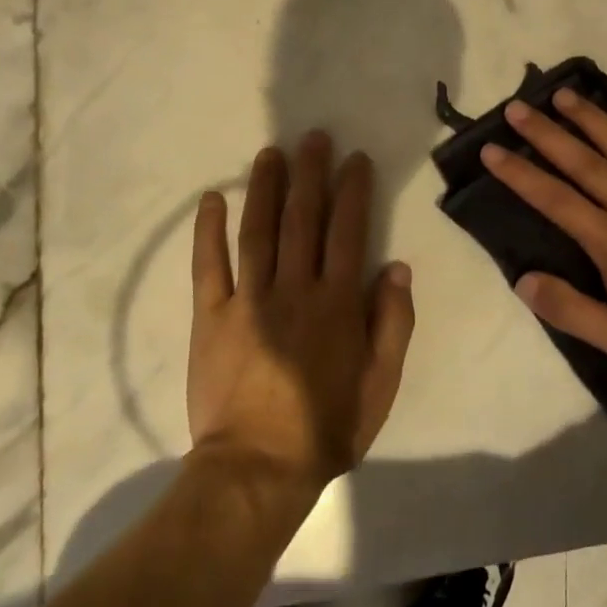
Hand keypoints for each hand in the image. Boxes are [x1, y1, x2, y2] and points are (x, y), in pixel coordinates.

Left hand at [188, 132, 415, 491]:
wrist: (257, 468)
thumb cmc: (327, 427)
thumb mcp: (382, 383)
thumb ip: (393, 323)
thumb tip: (397, 267)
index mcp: (337, 303)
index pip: (348, 231)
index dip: (353, 191)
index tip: (355, 159)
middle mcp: (294, 289)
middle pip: (302, 218)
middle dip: (310, 173)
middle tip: (312, 137)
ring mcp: (248, 300)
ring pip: (258, 230)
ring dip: (264, 187)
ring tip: (270, 153)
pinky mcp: (211, 316)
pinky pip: (209, 265)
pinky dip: (209, 230)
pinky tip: (213, 199)